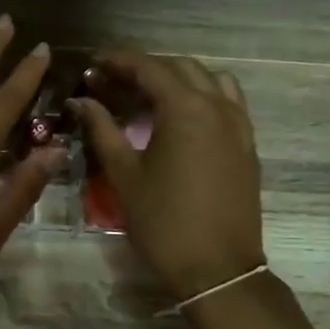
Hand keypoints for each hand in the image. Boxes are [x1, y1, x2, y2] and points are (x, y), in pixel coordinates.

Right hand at [70, 50, 264, 300]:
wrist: (217, 268)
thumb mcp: (124, 175)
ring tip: (152, 95)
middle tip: (115, 80)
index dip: (119, 60)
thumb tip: (81, 101)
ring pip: (211, 81)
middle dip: (147, 67)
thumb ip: (102, 130)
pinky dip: (204, 96)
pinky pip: (229, 103)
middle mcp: (217, 106)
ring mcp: (238, 125)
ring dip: (180, 78)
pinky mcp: (247, 146)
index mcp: (185, 108)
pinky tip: (184, 119)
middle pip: (182, 68)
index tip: (95, 63)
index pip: (149, 67)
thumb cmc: (163, 221)